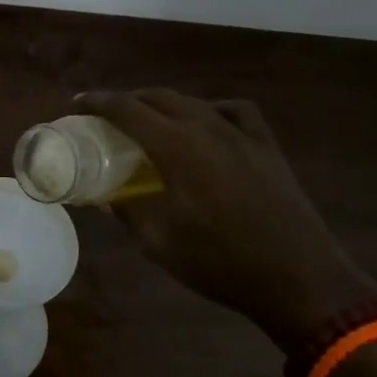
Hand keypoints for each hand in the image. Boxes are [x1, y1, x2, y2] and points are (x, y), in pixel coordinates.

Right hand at [76, 90, 376, 349]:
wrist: (299, 279)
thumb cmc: (221, 263)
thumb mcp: (161, 243)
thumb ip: (129, 212)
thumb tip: (106, 198)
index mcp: (177, 147)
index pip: (127, 110)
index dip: (98, 102)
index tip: (77, 104)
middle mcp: (207, 128)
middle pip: (158, 98)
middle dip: (127, 100)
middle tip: (106, 115)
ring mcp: (241, 134)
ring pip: (193, 102)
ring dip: (164, 104)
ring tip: (148, 119)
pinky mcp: (266, 147)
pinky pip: (234, 111)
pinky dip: (210, 109)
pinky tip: (206, 124)